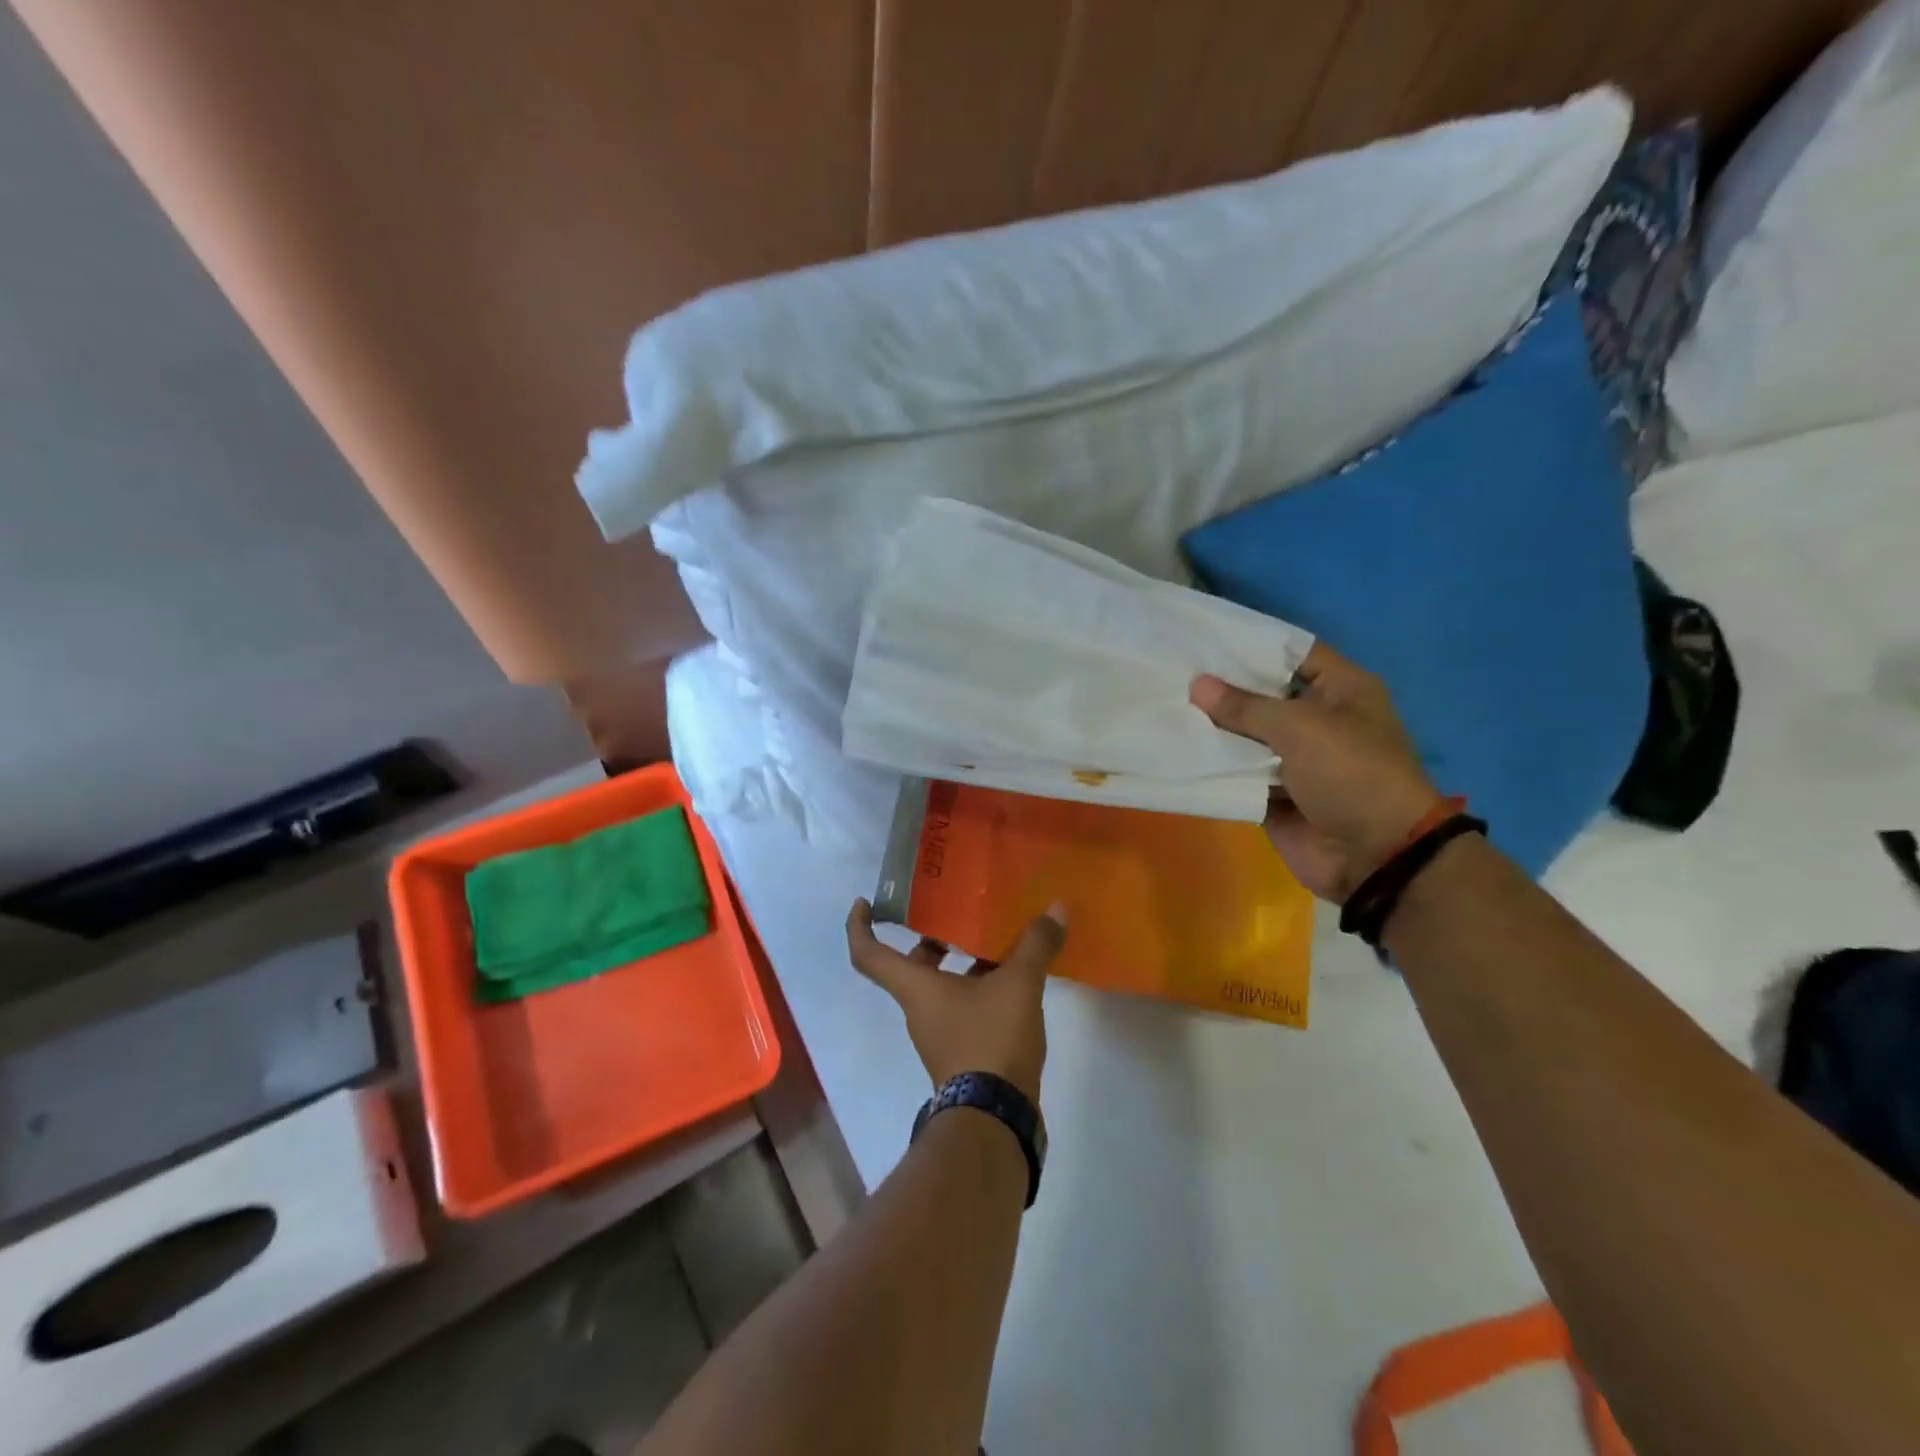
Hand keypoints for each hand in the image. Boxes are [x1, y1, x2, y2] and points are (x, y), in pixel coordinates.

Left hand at [845, 899, 1065, 1101]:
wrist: (995, 1117)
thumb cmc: (989, 1040)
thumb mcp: (1018, 986)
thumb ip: (1035, 945)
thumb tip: (1057, 908)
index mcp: (916, 987)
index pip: (869, 954)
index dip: (859, 926)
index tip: (864, 902)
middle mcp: (920, 1007)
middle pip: (912, 964)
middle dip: (931, 937)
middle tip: (955, 911)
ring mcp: (940, 1031)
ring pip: (942, 984)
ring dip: (962, 959)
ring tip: (995, 936)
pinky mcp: (963, 1049)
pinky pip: (964, 1004)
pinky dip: (980, 984)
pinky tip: (1013, 975)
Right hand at [1190, 643, 1442, 902]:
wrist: (1374, 855)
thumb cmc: (1350, 772)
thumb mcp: (1300, 727)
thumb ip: (1245, 707)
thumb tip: (1197, 685)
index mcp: (1340, 690)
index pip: (1292, 652)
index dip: (1252, 644)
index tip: (1204, 638)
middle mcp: (1317, 719)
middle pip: (1262, 695)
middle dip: (1221, 688)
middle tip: (1171, 670)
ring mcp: (1293, 760)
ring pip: (1245, 736)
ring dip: (1211, 728)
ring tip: (1162, 705)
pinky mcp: (1273, 794)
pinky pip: (1237, 774)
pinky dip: (1213, 767)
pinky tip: (1173, 749)